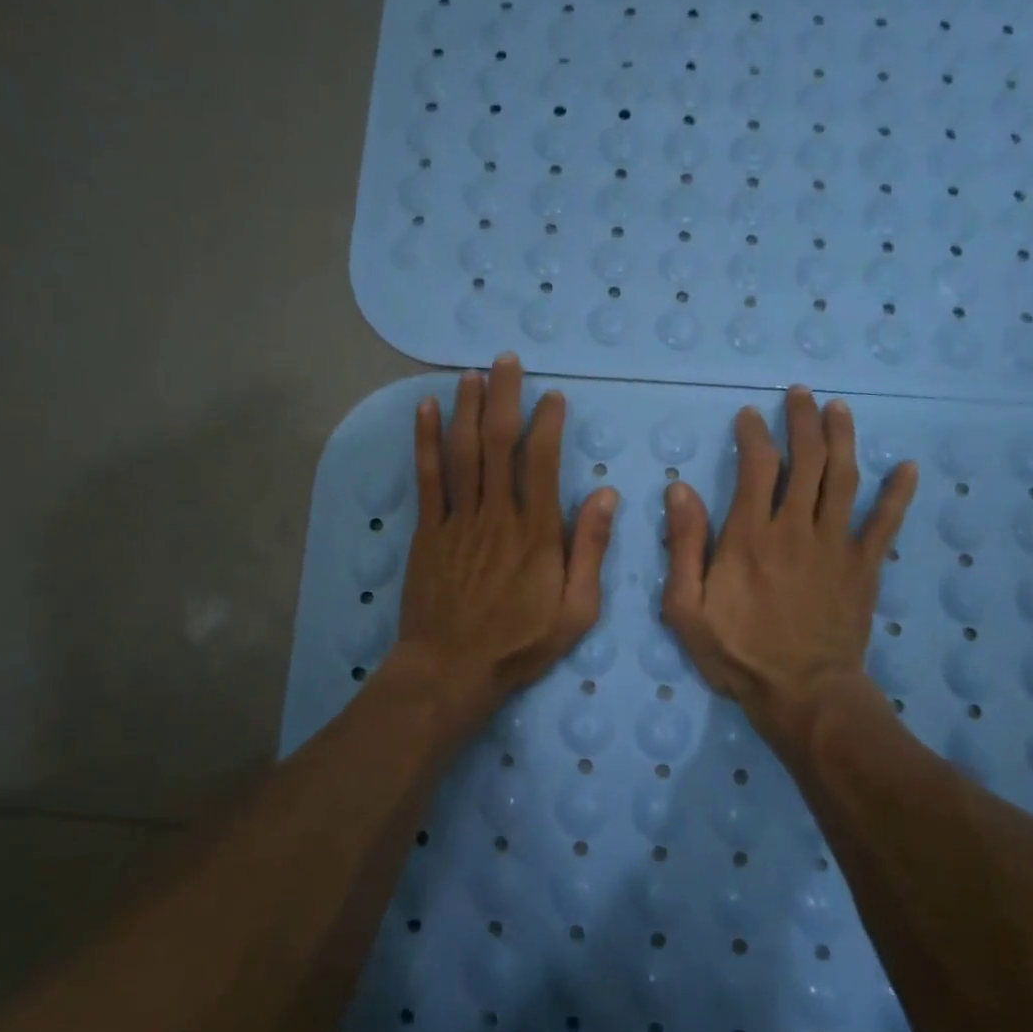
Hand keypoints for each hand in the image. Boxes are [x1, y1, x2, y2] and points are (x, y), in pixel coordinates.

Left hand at [393, 355, 617, 733]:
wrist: (450, 670)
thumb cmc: (518, 644)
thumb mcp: (576, 611)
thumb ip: (591, 550)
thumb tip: (606, 494)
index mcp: (536, 533)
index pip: (542, 462)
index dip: (547, 423)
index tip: (553, 397)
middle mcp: (496, 515)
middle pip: (498, 443)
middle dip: (504, 397)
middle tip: (507, 361)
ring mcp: (457, 520)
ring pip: (462, 452)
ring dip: (467, 408)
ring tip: (471, 374)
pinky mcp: (428, 531)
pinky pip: (427, 478)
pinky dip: (426, 441)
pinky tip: (426, 410)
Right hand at [661, 386, 917, 754]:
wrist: (803, 695)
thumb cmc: (738, 653)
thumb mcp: (686, 607)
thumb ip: (684, 545)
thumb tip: (680, 489)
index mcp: (749, 535)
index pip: (756, 466)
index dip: (754, 434)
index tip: (750, 415)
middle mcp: (795, 528)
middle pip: (805, 460)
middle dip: (802, 421)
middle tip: (800, 394)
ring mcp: (836, 545)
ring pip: (843, 478)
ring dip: (842, 438)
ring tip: (839, 409)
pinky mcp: (865, 566)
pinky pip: (885, 523)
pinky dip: (898, 494)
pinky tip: (908, 467)